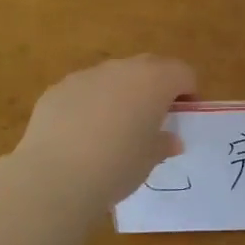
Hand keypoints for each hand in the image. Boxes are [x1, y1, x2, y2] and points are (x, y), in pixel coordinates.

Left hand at [14, 56, 195, 208]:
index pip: (183, 73)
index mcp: (154, 81)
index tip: (182, 117)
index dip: (188, 93)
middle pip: (149, 67)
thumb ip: (164, 143)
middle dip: (155, 87)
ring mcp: (86, 75)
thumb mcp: (150, 159)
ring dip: (120, 94)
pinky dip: (90, 104)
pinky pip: (84, 91)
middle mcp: (122, 69)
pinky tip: (81, 135)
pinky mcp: (57, 89)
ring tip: (113, 129)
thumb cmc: (118, 165)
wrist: (56, 176)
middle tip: (152, 118)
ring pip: (113, 77)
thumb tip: (170, 140)